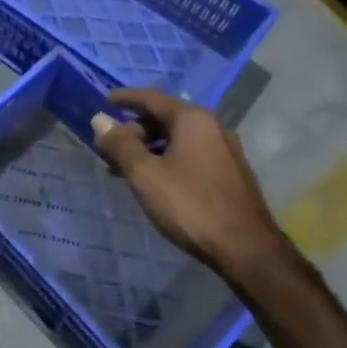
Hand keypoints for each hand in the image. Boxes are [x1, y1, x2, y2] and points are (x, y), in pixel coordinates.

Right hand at [90, 89, 296, 291]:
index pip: (151, 98)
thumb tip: (99, 119)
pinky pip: (191, 154)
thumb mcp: (145, 174)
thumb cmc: (190, 205)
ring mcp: (225, 150)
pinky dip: (168, 159)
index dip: (124, 98)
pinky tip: (156, 182)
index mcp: (192, 119)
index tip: (103, 101)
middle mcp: (212, 127)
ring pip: (178, 139)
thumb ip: (120, 144)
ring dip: (149, 148)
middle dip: (134, 130)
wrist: (247, 249)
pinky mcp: (231, 173)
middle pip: (164, 118)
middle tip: (110, 148)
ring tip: (127, 169)